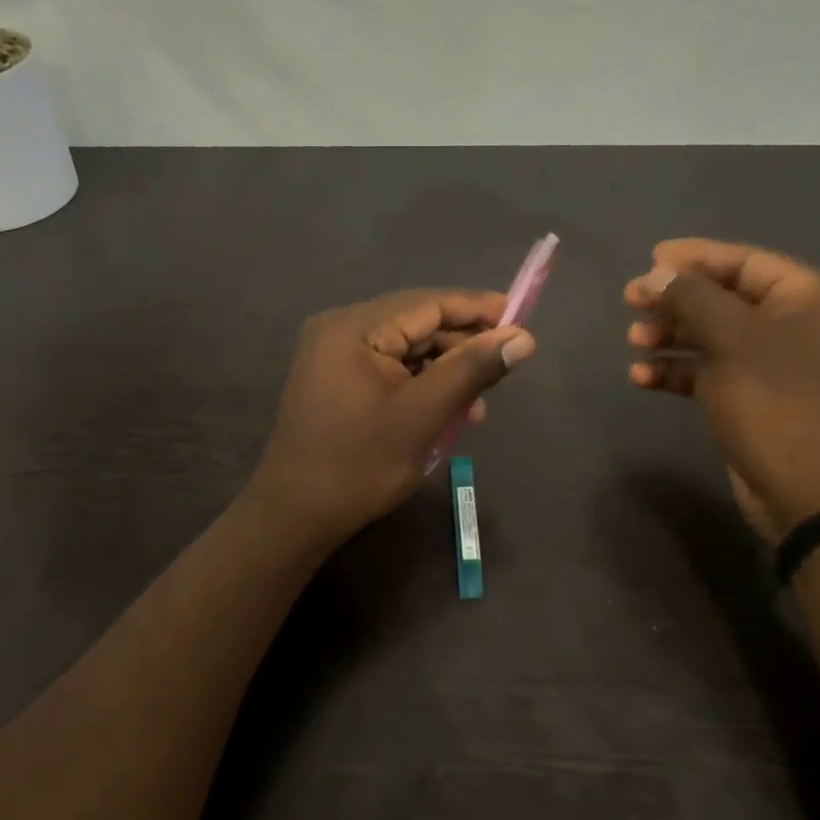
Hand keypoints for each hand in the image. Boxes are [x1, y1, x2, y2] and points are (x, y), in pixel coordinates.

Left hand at [247, 289, 537, 543]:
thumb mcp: (424, 415)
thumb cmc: (360, 464)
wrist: (295, 516)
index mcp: (354, 328)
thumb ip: (473, 369)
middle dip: (461, 347)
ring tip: (477, 406)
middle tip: (503, 369)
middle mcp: (340, 329)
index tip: (520, 320)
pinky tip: (446, 411)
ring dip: (444, 371)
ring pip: (406, 348)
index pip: (427, 303)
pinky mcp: (336, 379)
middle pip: (416, 323)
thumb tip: (524, 338)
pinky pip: (389, 368)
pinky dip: (420, 384)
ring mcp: (334, 354)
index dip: (476, 309)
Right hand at [624, 240, 819, 538]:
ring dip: (670, 336)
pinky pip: (710, 371)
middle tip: (631, 302)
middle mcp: (796, 324)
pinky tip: (642, 379)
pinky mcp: (754, 398)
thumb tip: (657, 272)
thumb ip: (691, 297)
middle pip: (723, 298)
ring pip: (712, 336)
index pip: (744, 262)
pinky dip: (677, 371)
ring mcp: (775, 364)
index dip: (694, 257)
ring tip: (633, 342)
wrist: (809, 492)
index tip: (649, 259)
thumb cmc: (775, 401)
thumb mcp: (730, 339)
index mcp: (807, 298)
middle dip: (675, 300)